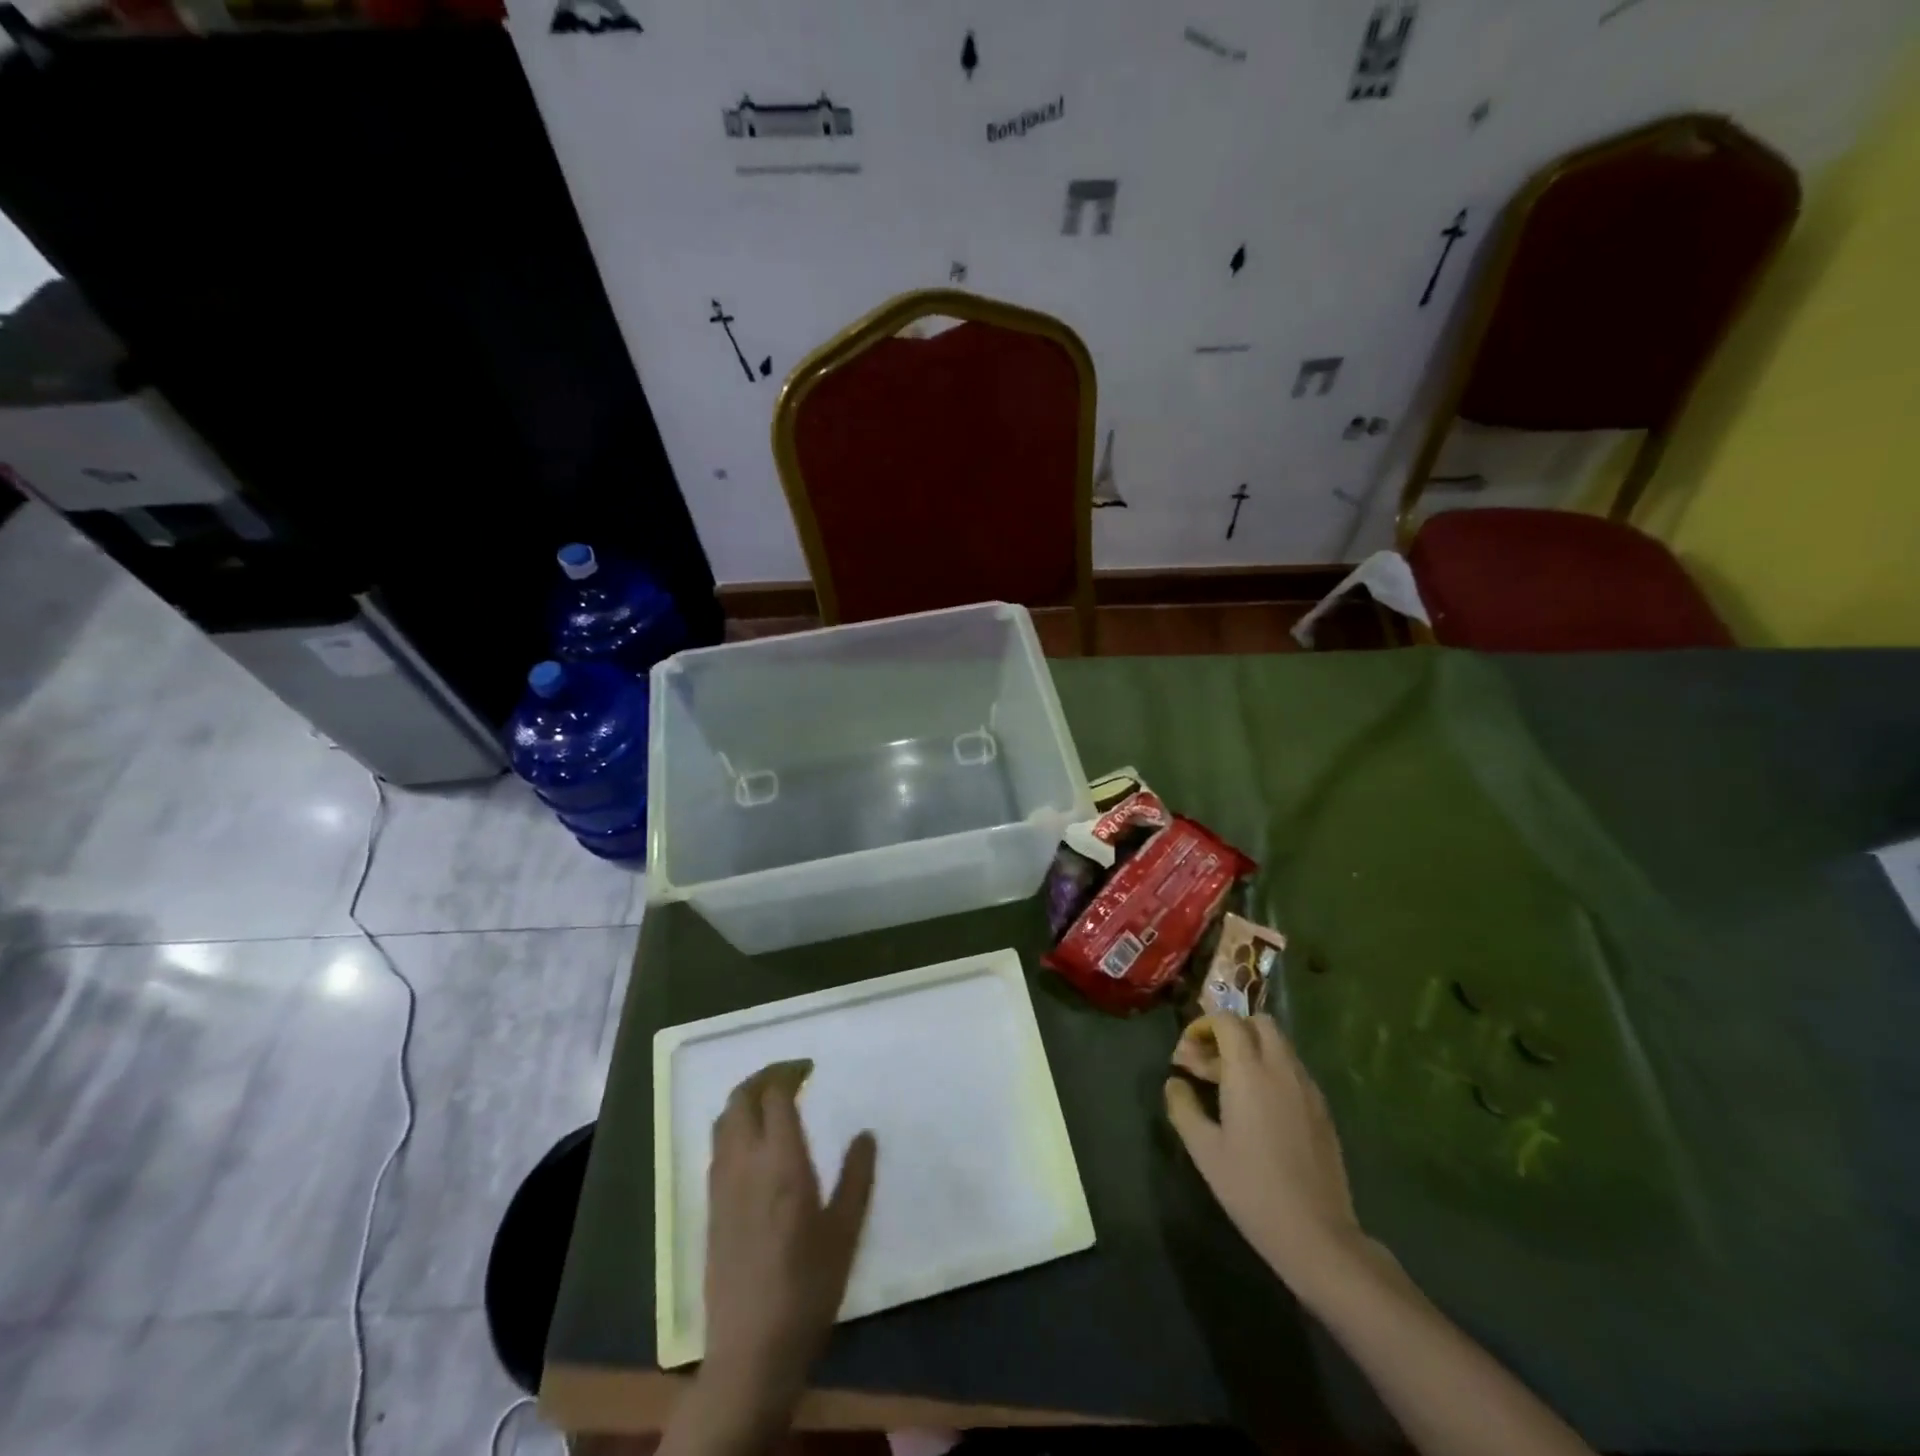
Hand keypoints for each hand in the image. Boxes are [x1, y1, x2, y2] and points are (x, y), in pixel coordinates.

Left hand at [701, 1059, 876, 1417]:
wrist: (750, 1351)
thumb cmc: (807, 1288)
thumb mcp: (845, 1232)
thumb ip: (856, 1177)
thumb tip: (865, 1135)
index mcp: (781, 1162)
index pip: (775, 1096)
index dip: (790, 1072)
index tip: (810, 1068)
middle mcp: (745, 1163)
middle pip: (740, 1099)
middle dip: (762, 1077)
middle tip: (790, 1076)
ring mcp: (721, 1185)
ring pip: (723, 1120)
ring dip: (745, 1099)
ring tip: (772, 1101)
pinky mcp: (710, 1208)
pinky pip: (718, 1147)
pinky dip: (734, 1126)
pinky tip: (754, 1143)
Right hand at [1165, 1014, 1366, 1297]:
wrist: (1317, 1235)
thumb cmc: (1251, 1189)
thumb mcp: (1204, 1149)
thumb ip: (1183, 1106)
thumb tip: (1175, 1083)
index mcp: (1249, 1071)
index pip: (1227, 1020)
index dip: (1203, 1026)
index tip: (1186, 1054)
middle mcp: (1282, 1069)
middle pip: (1260, 1023)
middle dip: (1232, 1031)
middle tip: (1210, 1062)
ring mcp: (1307, 1088)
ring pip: (1280, 1045)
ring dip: (1252, 1050)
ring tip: (1230, 1087)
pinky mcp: (1322, 1110)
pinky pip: (1294, 1071)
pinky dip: (1272, 1071)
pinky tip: (1259, 1109)